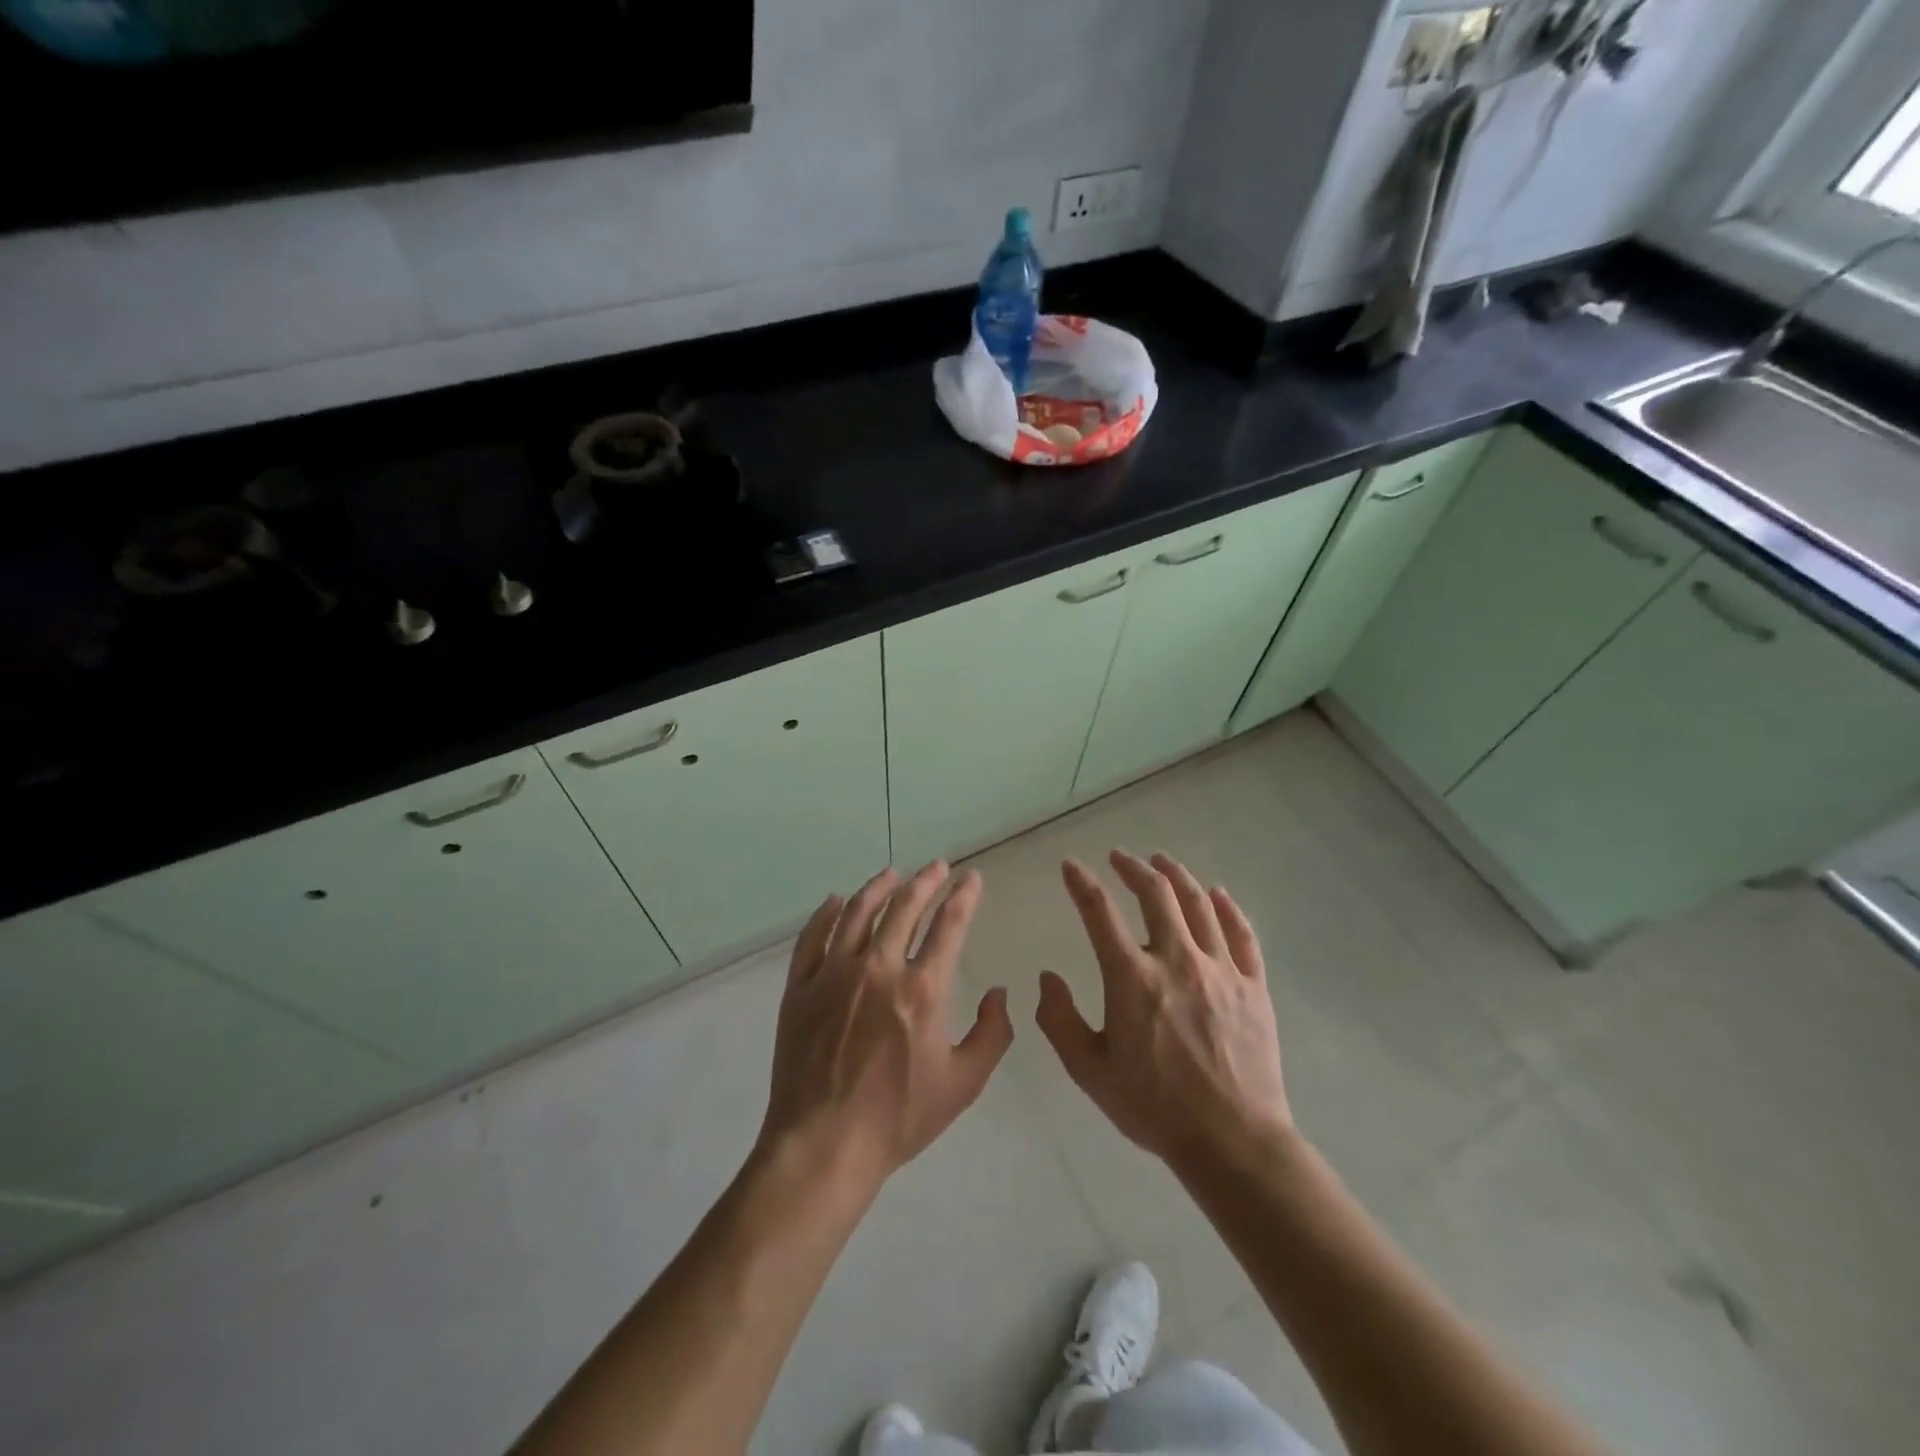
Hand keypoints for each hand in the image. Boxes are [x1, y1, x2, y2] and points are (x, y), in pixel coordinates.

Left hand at [756, 863, 1013, 1192]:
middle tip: (937, 866)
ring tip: (892, 873)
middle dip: (926, 880)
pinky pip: (812, 938)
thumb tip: (998, 993)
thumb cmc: (898, 1117)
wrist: (824, 1144)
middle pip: (905, 907)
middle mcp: (879, 968)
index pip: (949, 925)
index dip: (964, 897)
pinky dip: (826, 914)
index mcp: (923, 989)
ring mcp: (834, 974)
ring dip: (879, 887)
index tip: (972, 879)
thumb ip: (993, 1034)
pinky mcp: (801, 987)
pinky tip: (836, 901)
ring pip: (858, 912)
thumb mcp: (963, 1083)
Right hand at [1036, 850, 1292, 1172]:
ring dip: (1177, 876)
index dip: (1081, 883)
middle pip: (1156, 894)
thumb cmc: (1154, 1107)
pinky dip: (1228, 908)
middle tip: (1120, 857)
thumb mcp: (1090, 1071)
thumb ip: (1060, 1020)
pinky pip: (1242, 934)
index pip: (1099, 913)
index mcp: (1132, 977)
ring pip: (1199, 904)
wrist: (1232, 1141)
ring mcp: (1220, 969)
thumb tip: (1047, 978)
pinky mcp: (1253, 986)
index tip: (1071, 866)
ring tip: (1162, 862)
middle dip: (1133, 868)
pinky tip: (1219, 894)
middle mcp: (1176, 959)